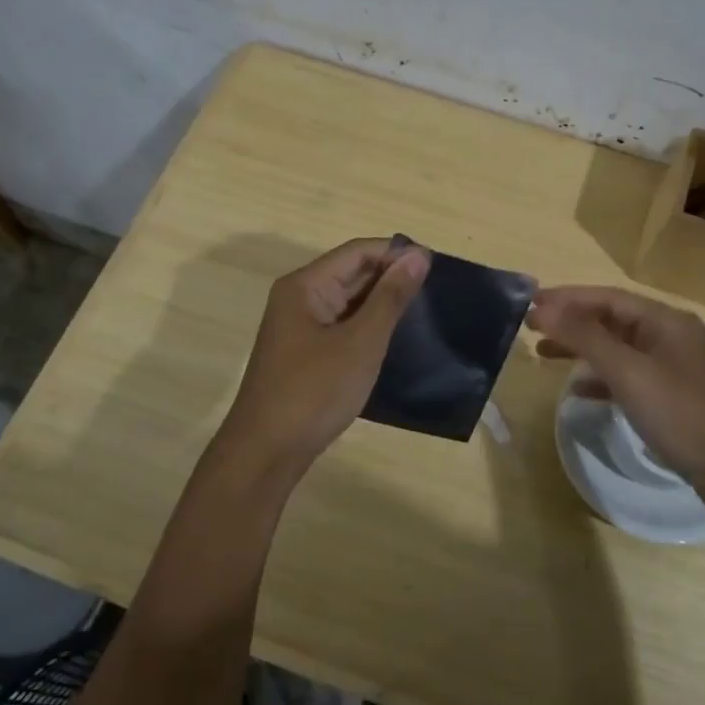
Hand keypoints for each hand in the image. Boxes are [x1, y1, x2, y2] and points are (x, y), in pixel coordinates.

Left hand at [219, 237, 430, 473]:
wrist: (267, 452)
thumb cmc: (314, 391)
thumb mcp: (361, 342)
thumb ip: (391, 297)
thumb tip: (418, 255)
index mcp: (305, 286)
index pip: (358, 252)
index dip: (396, 253)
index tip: (436, 266)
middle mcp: (299, 298)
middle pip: (351, 273)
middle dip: (391, 278)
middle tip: (437, 292)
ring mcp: (300, 328)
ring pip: (348, 302)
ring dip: (382, 304)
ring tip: (424, 313)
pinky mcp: (305, 353)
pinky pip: (342, 326)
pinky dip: (368, 327)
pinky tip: (395, 339)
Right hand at [527, 286, 704, 521]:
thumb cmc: (684, 416)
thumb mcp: (630, 373)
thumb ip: (586, 338)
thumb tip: (543, 308)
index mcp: (665, 321)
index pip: (606, 297)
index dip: (566, 298)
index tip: (528, 304)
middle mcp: (670, 337)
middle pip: (612, 319)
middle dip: (571, 321)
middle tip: (530, 328)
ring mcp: (674, 368)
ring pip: (618, 348)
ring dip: (582, 348)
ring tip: (544, 353)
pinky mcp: (673, 399)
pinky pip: (628, 377)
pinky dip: (601, 378)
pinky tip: (579, 390)